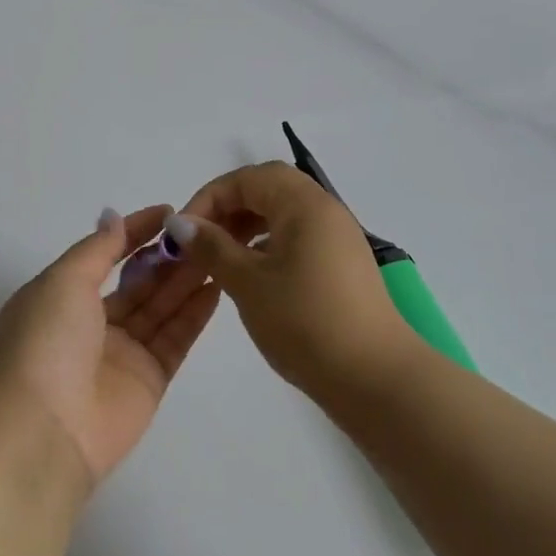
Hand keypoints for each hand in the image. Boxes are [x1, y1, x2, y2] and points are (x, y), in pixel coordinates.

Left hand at [0, 207, 219, 488]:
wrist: (41, 433)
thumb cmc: (44, 343)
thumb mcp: (63, 281)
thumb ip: (96, 249)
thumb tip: (113, 218)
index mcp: (60, 297)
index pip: (104, 255)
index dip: (134, 232)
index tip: (167, 212)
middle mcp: (90, 324)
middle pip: (136, 283)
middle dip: (166, 257)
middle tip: (203, 232)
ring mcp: (121, 354)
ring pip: (159, 308)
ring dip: (186, 279)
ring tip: (218, 250)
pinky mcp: (148, 381)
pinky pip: (175, 339)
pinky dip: (194, 314)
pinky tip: (216, 285)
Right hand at [169, 162, 418, 395]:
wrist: (375, 377)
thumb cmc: (305, 322)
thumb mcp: (248, 282)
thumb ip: (211, 247)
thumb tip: (180, 223)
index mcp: (304, 204)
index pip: (248, 178)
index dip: (210, 197)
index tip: (183, 232)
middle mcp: (325, 211)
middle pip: (268, 189)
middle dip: (228, 209)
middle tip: (200, 240)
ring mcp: (338, 238)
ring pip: (283, 214)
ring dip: (246, 227)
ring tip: (220, 259)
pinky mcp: (342, 265)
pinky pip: (297, 238)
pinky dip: (267, 246)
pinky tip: (251, 276)